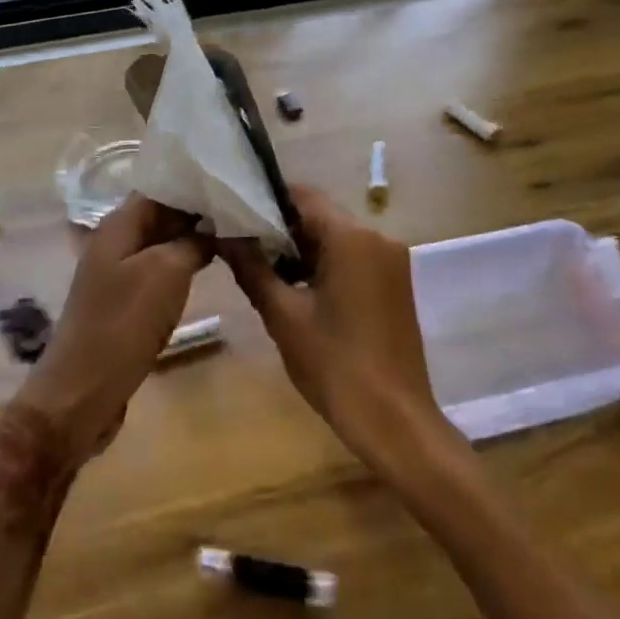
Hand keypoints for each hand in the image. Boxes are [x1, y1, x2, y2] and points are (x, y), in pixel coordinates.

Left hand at [15, 196, 212, 470]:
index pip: (160, 186)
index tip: (232, 182)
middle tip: (243, 207)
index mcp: (118, 224)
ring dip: (194, 238)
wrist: (83, 391)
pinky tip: (211, 266)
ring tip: (236, 231)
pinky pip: (159, 271)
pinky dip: (184, 264)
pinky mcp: (126, 301)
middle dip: (198, 210)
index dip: (194, 182)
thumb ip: (193, 241)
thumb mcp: (167, 272)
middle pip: (161, 213)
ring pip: (162, 243)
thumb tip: (214, 224)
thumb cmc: (124, 323)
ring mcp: (119, 273)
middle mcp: (115, 241)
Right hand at [223, 186, 456, 473]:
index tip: (234, 213)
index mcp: (352, 237)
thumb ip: (252, 268)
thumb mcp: (283, 316)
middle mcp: (377, 238)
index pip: (303, 196)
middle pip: (320, 215)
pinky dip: (324, 265)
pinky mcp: (394, 283)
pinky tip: (296, 289)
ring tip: (261, 269)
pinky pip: (353, 258)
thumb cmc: (335, 365)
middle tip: (241, 245)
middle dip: (281, 228)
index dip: (266, 200)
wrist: (395, 422)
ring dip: (301, 249)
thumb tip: (224, 236)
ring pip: (336, 238)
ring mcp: (391, 261)